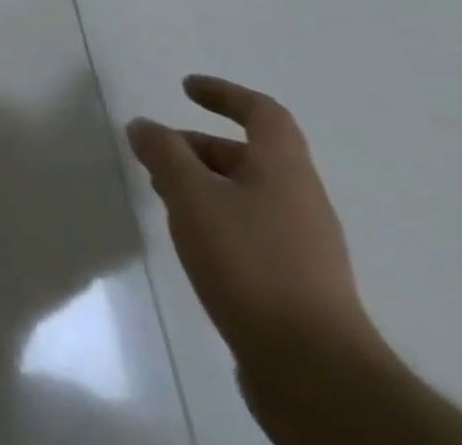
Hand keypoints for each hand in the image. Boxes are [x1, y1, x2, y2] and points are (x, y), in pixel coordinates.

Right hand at [127, 76, 376, 363]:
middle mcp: (301, 203)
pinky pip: (250, 232)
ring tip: (163, 199)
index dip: (225, 94)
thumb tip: (144, 126)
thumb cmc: (251, 264)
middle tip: (155, 155)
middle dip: (198, 147)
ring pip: (247, 196)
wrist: (316, 373)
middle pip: (250, 157)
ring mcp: (304, 249)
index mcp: (285, 172)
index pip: (263, 114)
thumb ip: (163, 152)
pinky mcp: (297, 287)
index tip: (185, 88)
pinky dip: (215, 221)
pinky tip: (191, 243)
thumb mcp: (191, 195)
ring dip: (203, 186)